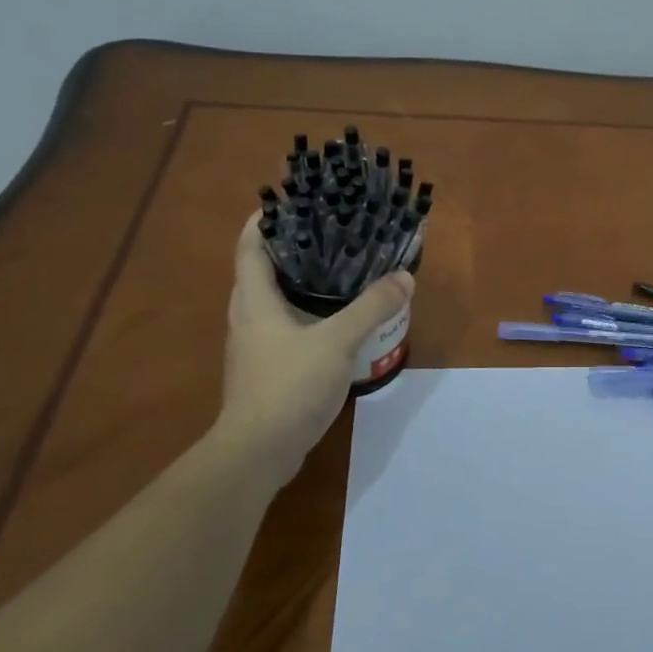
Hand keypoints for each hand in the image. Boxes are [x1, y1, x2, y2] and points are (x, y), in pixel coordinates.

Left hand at [212, 213, 414, 484]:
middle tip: (328, 229)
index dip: (265, 218)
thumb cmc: (288, 386)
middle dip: (290, 246)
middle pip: (262, 269)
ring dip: (300, 281)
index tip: (292, 199)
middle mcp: (248, 316)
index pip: (250, 245)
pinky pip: (285, 325)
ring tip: (338, 267)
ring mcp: (255, 344)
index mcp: (254, 299)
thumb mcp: (337, 342)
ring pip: (275, 299)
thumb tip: (404, 277)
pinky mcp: (267, 367)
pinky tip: (337, 318)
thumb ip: (371, 308)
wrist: (258, 452)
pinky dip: (307, 311)